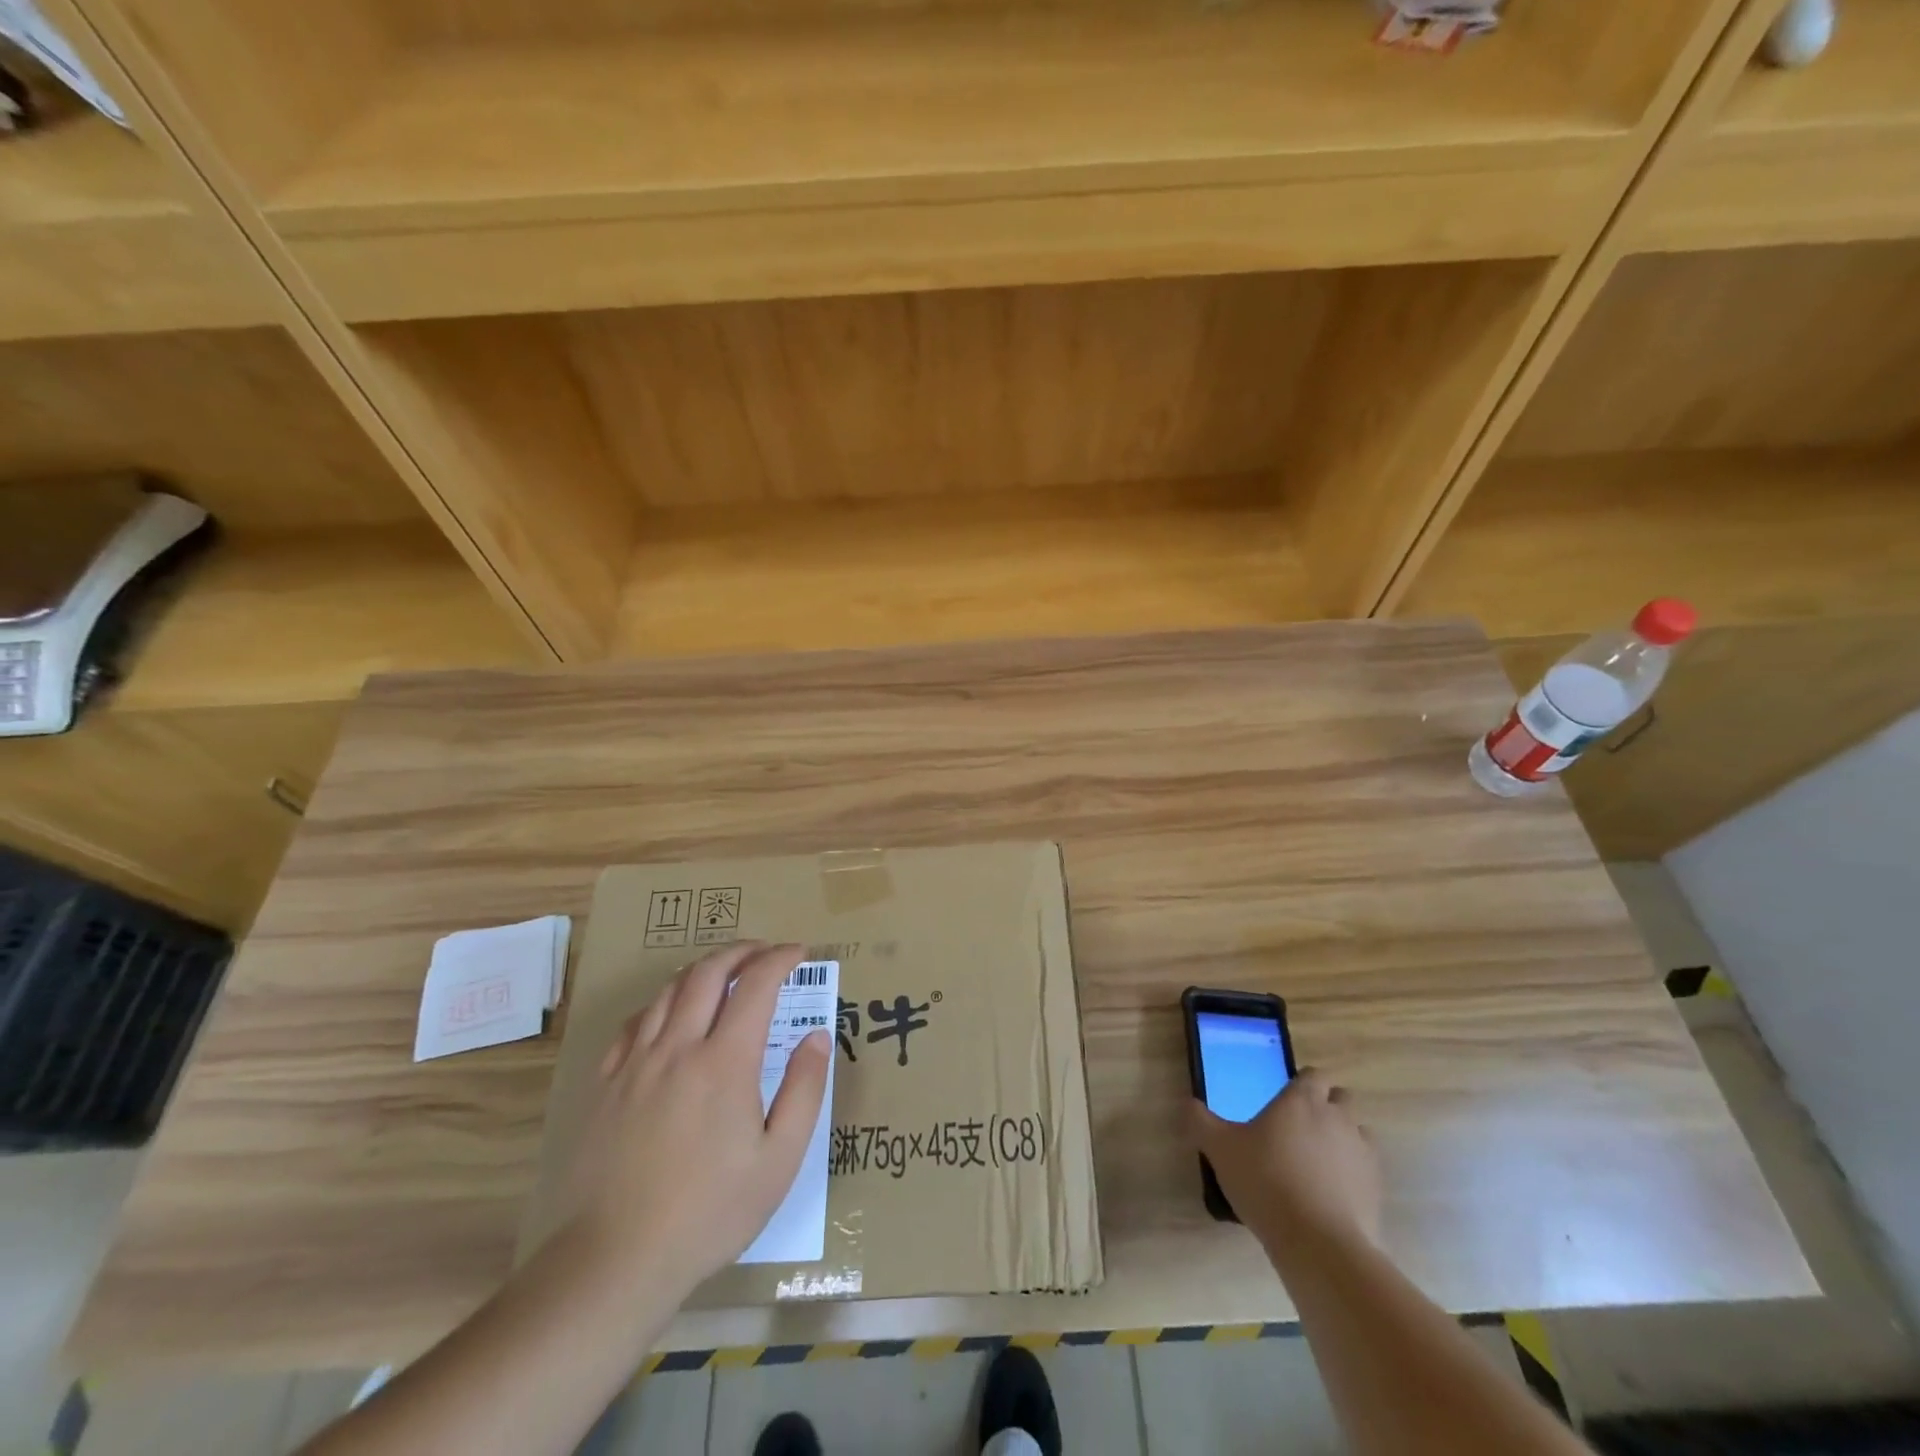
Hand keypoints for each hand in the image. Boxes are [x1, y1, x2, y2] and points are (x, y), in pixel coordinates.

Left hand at [566, 941, 830, 1296]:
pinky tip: (669, 1014)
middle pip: (709, 973)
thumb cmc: (710, 1212)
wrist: (615, 1259)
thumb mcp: (779, 1160)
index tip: (799, 952)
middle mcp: (679, 1047)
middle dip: (742, 951)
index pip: (756, 985)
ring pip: (669, 990)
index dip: (780, 959)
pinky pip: (634, 1022)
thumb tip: (816, 1037)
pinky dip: (661, 1002)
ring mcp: (636, 1063)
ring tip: (724, 972)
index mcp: (725, 1062)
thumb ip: (804, 1090)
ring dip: (702, 969)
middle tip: (765, 952)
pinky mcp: (606, 1084)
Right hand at [1189, 1070, 1381, 1254]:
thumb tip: (1187, 1103)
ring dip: (1343, 1138)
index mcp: (1301, 1100)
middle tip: (1300, 1127)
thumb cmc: (1265, 1181)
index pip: (1313, 1075)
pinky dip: (1354, 1173)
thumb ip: (1201, 1121)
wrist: (1319, 1244)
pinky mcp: (1377, 1188)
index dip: (1302, 1083)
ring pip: (1358, 1132)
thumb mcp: (1220, 1149)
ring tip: (1318, 1161)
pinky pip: (1367, 1169)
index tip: (1286, 1098)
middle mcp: (1337, 1118)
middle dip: (1326, 1106)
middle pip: (1341, 1098)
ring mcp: (1362, 1153)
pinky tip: (1332, 1193)